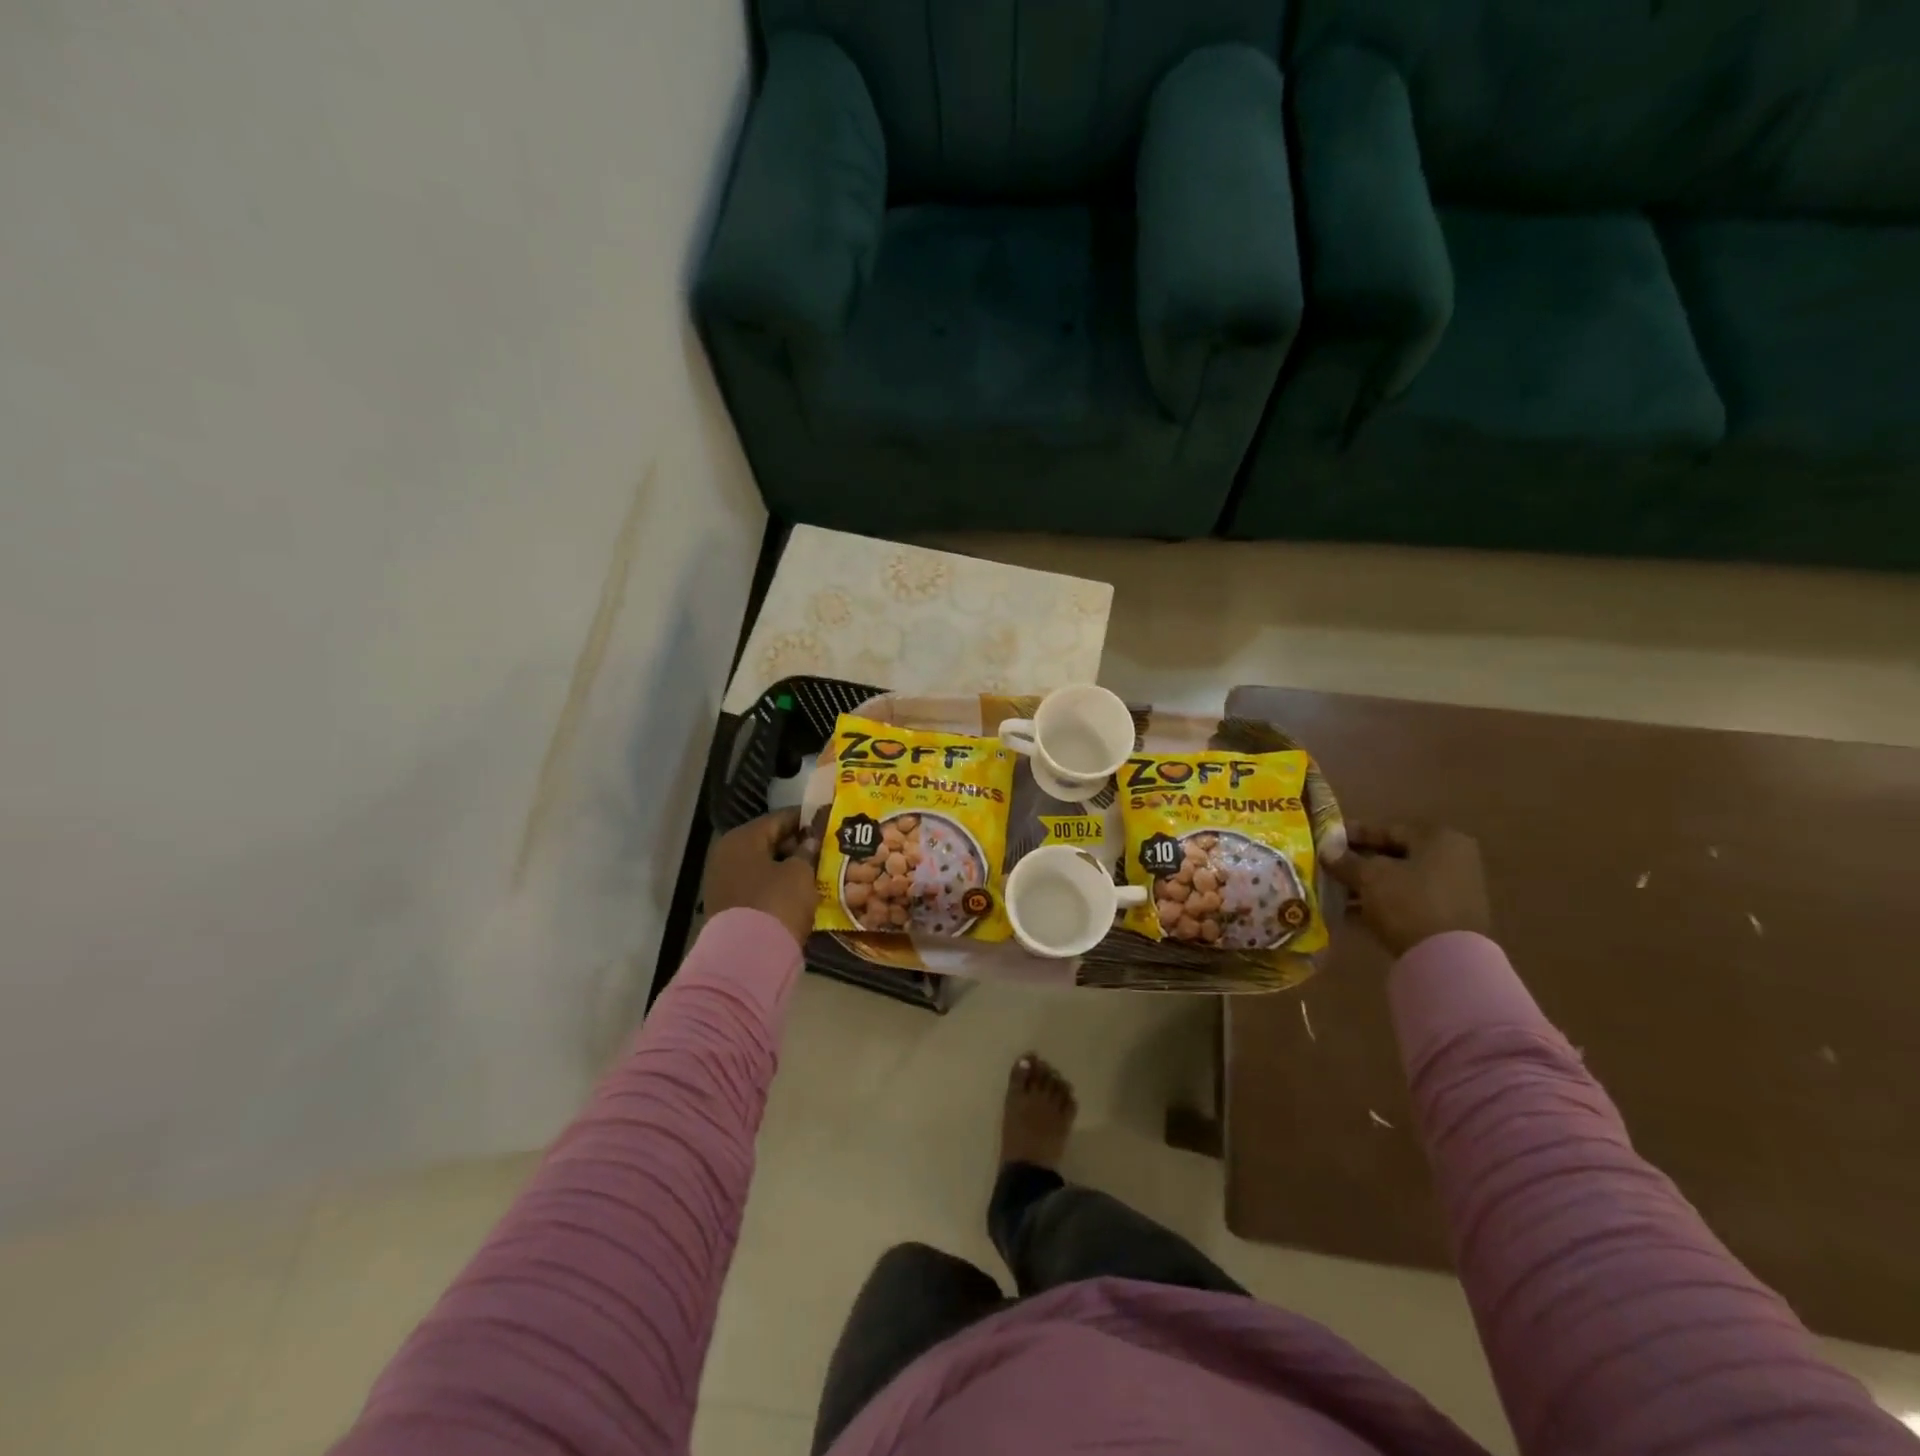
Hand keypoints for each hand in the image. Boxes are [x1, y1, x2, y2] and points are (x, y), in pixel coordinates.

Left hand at [704, 808, 819, 946]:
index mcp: (742, 839)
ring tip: (817, 871)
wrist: (746, 959)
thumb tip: (810, 840)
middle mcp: (726, 855)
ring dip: (787, 867)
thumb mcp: (800, 873)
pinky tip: (799, 892)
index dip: (806, 819)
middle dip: (797, 844)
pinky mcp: (727, 907)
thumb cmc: (776, 904)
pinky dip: (777, 886)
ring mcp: (723, 883)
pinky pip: (757, 886)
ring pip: (763, 866)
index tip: (828, 820)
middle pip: (768, 842)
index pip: (779, 818)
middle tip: (826, 849)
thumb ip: (807, 851)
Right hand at [1323, 821, 1490, 957]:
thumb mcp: (1369, 876)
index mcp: (1439, 839)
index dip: (1354, 835)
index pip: (1388, 829)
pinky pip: (1407, 902)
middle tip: (1329, 866)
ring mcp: (1454, 891)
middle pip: (1394, 856)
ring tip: (1334, 891)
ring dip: (1367, 885)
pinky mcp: (1448, 919)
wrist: (1447, 960)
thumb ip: (1346, 861)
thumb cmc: (1408, 902)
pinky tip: (1351, 912)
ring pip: (1399, 881)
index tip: (1327, 840)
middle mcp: (1453, 860)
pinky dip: (1381, 904)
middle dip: (1359, 862)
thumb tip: (1327, 851)